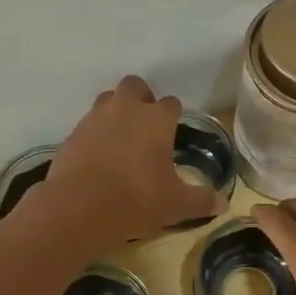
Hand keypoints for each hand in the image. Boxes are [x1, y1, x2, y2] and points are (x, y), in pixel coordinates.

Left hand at [38, 75, 217, 247]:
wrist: (79, 208)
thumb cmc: (137, 199)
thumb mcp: (175, 205)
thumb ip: (201, 201)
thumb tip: (223, 204)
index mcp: (157, 119)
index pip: (171, 104)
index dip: (173, 116)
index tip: (173, 133)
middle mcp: (126, 108)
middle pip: (135, 86)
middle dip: (141, 99)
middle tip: (145, 127)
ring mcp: (95, 117)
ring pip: (108, 100)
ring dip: (116, 111)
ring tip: (121, 139)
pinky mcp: (72, 133)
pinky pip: (88, 124)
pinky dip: (95, 133)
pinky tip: (98, 156)